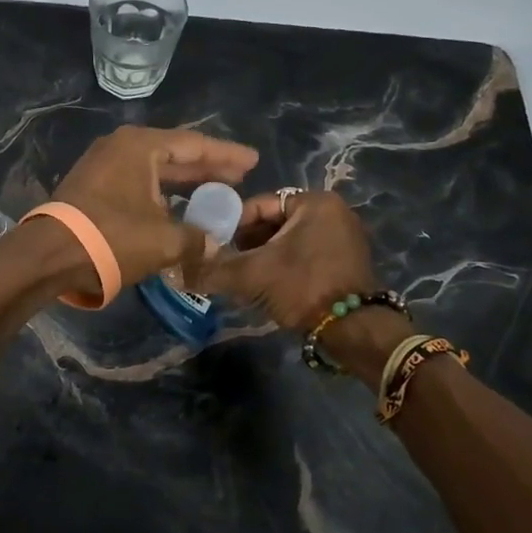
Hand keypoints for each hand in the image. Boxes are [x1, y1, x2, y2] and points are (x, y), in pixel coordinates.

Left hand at [49, 126, 258, 288]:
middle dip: (207, 166)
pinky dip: (161, 192)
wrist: (49, 255)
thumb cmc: (112, 238)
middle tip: (239, 176)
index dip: (227, 155)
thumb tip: (213, 244)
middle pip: (175, 153)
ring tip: (215, 190)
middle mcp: (121, 147)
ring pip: (155, 169)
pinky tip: (177, 207)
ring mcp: (102, 165)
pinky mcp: (92, 186)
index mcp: (141, 146)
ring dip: (184, 181)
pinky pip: (137, 182)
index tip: (253, 161)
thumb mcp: (164, 241)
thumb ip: (196, 238)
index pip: (194, 144)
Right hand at [194, 189, 381, 330]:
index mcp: (314, 201)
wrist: (353, 331)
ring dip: (263, 257)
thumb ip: (213, 269)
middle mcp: (333, 211)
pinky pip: (305, 254)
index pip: (258, 204)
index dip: (231, 225)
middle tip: (228, 264)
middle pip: (273, 222)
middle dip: (247, 243)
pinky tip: (268, 287)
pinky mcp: (347, 261)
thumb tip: (177, 270)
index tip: (215, 247)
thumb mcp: (252, 275)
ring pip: (287, 240)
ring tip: (243, 278)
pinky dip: (284, 266)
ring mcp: (344, 237)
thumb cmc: (302, 287)